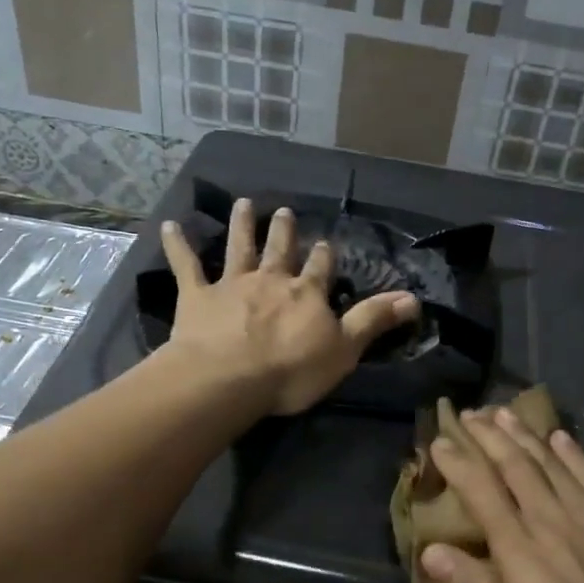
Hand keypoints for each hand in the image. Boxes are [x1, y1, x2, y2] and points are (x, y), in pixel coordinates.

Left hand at [161, 198, 419, 415]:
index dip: (324, 257)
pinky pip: (186, 266)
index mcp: (307, 294)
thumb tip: (414, 299)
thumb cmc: (291, 370)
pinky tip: (169, 226)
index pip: (321, 270)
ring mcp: (232, 285)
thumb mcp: (345, 349)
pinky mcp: (196, 296)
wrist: (230, 378)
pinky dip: (177, 246)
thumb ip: (374, 321)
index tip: (326, 243)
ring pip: (238, 247)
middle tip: (283, 211)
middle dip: (284, 231)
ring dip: (241, 225)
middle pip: (280, 250)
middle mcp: (271, 280)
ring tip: (243, 204)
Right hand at [421, 408, 583, 582]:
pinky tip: (560, 436)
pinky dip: (571, 451)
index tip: (439, 442)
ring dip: (521, 433)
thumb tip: (431, 551)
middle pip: (514, 466)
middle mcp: (551, 519)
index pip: (481, 492)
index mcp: (521, 550)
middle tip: (467, 413)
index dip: (458, 464)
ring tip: (501, 411)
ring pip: (548, 460)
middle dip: (486, 436)